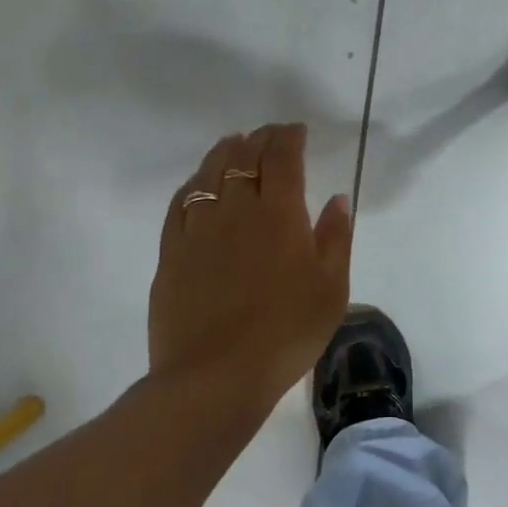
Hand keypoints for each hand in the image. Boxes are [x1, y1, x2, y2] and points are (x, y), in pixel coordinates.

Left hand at [149, 124, 352, 415]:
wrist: (217, 376)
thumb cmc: (287, 332)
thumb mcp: (331, 288)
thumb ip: (335, 238)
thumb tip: (337, 199)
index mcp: (279, 214)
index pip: (283, 159)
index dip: (289, 138)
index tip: (297, 130)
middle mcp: (236, 210)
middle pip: (244, 158)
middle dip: (260, 139)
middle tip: (270, 134)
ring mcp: (198, 229)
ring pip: (208, 174)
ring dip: (224, 152)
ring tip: (233, 143)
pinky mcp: (170, 253)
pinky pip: (179, 204)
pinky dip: (192, 184)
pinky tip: (197, 184)